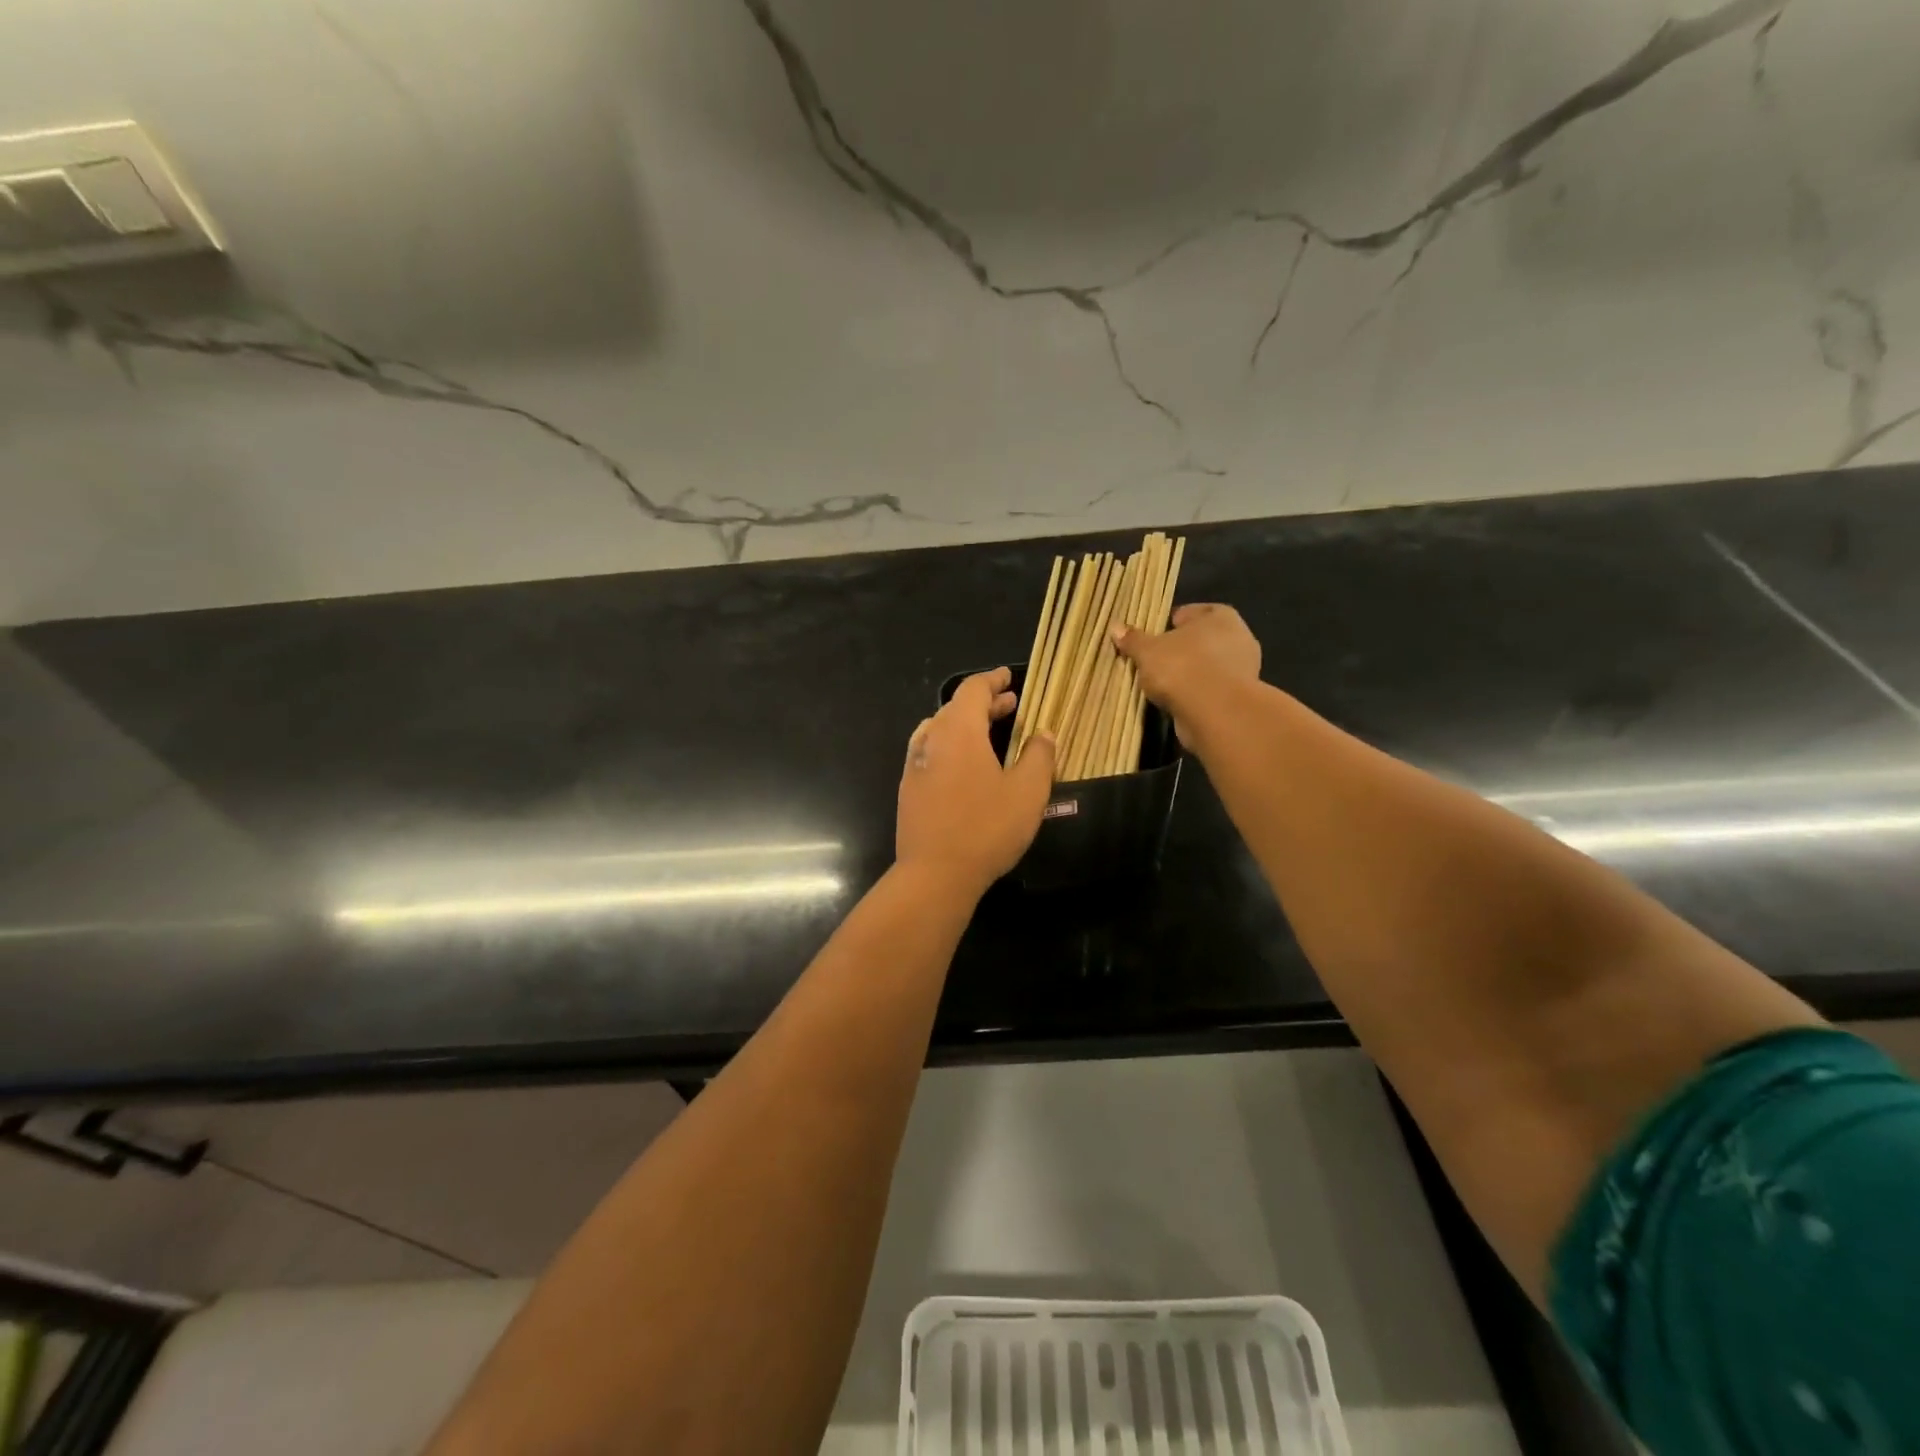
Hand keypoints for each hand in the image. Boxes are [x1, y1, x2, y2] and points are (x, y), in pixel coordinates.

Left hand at [897, 667, 1056, 895]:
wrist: (935, 874)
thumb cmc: (987, 828)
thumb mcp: (1027, 792)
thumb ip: (1038, 756)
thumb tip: (1043, 733)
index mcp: (959, 731)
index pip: (973, 689)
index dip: (992, 680)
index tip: (1008, 677)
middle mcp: (931, 739)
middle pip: (956, 708)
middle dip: (984, 703)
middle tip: (1010, 705)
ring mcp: (915, 765)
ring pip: (940, 730)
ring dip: (966, 725)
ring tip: (990, 732)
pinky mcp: (908, 789)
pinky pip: (930, 752)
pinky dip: (951, 746)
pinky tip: (964, 766)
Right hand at [1113, 603, 1261, 745]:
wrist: (1215, 712)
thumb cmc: (1182, 667)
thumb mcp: (1147, 651)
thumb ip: (1133, 639)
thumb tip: (1116, 627)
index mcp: (1220, 616)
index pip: (1190, 613)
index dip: (1169, 624)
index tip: (1152, 638)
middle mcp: (1238, 637)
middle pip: (1200, 640)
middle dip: (1180, 649)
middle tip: (1155, 661)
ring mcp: (1243, 669)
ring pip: (1207, 665)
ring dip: (1189, 673)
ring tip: (1163, 684)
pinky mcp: (1240, 696)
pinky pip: (1211, 688)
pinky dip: (1197, 693)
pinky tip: (1178, 701)